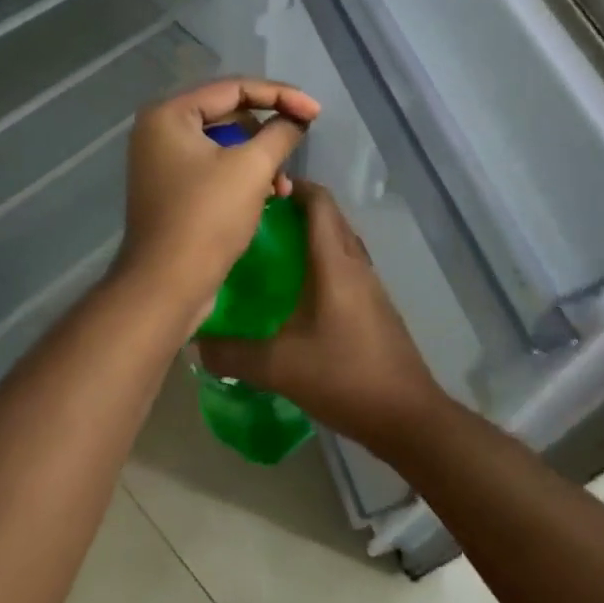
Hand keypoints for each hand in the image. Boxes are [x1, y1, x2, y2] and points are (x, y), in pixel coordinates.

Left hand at [114, 78, 319, 325]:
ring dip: (258, 158)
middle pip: (227, 114)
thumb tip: (297, 118)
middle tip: (301, 140)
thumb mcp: (251, 168)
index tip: (315, 111)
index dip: (280, 95)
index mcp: (169, 114)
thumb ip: (280, 133)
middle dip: (268, 130)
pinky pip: (214, 168)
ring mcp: (163, 162)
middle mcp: (160, 131)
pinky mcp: (172, 190)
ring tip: (282, 185)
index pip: (233, 88)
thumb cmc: (207, 218)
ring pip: (224, 144)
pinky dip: (242, 176)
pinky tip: (267, 196)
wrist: (167, 285)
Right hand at [198, 182, 448, 449]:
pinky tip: (298, 294)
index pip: (319, 203)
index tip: (260, 190)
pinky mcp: (376, 308)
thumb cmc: (343, 376)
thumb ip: (232, 353)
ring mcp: (371, 286)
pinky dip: (322, 264)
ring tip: (271, 253)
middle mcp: (356, 265)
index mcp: (334, 264)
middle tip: (256, 222)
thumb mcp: (278, 367)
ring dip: (311, 238)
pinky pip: (345, 269)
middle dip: (296, 210)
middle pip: (330, 218)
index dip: (293, 187)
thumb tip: (197, 341)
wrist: (406, 416)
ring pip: (339, 243)